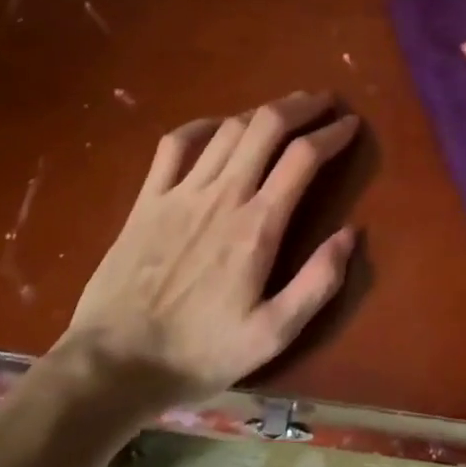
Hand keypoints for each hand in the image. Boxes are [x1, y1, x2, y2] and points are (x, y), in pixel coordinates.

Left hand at [64, 91, 359, 405]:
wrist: (113, 364)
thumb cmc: (199, 352)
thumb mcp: (272, 335)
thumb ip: (317, 283)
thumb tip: (350, 233)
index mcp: (257, 226)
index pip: (303, 157)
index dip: (333, 133)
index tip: (352, 124)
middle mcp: (223, 195)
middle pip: (267, 126)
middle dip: (302, 106)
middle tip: (325, 102)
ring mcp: (181, 192)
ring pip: (229, 129)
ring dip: (263, 111)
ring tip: (285, 109)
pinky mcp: (148, 199)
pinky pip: (176, 144)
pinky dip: (204, 125)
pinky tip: (220, 125)